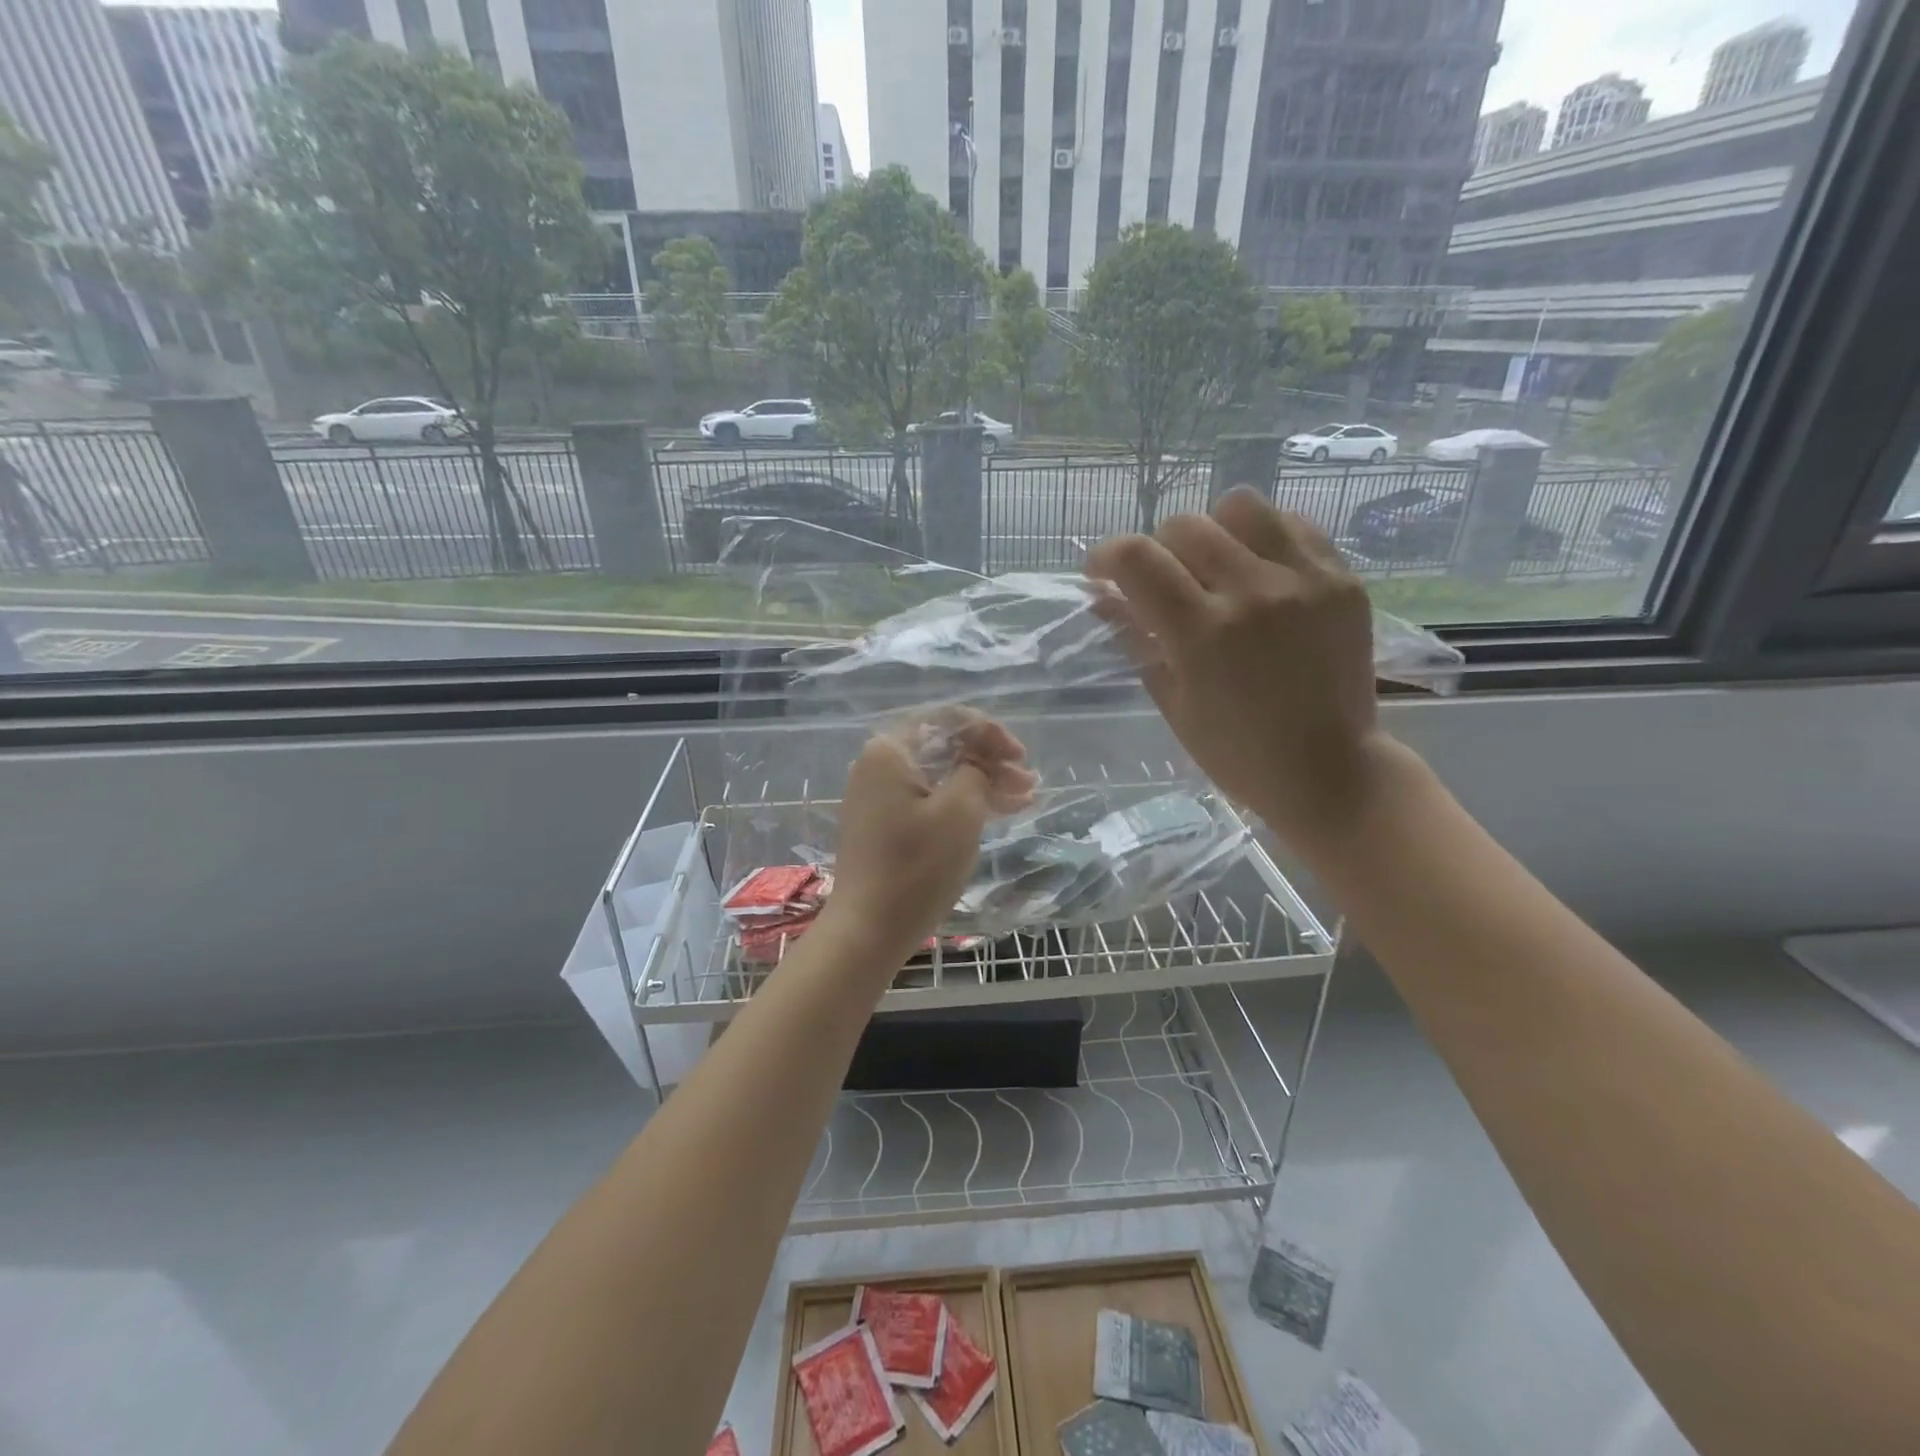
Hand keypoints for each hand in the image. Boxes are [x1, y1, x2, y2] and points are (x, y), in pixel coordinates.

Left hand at [823, 714, 1035, 962]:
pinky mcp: (884, 825)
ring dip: (982, 783)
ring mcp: (879, 797)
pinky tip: (996, 813)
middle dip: (990, 761)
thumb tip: (977, 762)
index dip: (989, 732)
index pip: (947, 720)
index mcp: (890, 751)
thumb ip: (976, 771)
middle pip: (944, 747)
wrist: (868, 930)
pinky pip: (929, 800)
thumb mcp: (960, 812)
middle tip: (1028, 782)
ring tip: (1023, 799)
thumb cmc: (916, 867)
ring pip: (940, 776)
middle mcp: (878, 765)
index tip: (1019, 757)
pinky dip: (962, 804)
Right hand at [1087, 487, 1388, 848]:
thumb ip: (1136, 640)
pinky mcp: (1342, 579)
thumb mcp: (1172, 701)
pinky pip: (1292, 525)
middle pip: (1184, 525)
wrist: (1328, 770)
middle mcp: (1253, 593)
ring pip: (1240, 506)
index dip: (1105, 556)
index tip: (1100, 572)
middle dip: (1156, 549)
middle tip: (1162, 582)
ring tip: (1215, 566)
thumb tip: (1105, 597)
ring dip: (1212, 531)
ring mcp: (1304, 580)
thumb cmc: (1235, 752)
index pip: (1136, 559)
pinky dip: (1263, 539)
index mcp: (1203, 634)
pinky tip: (1259, 572)